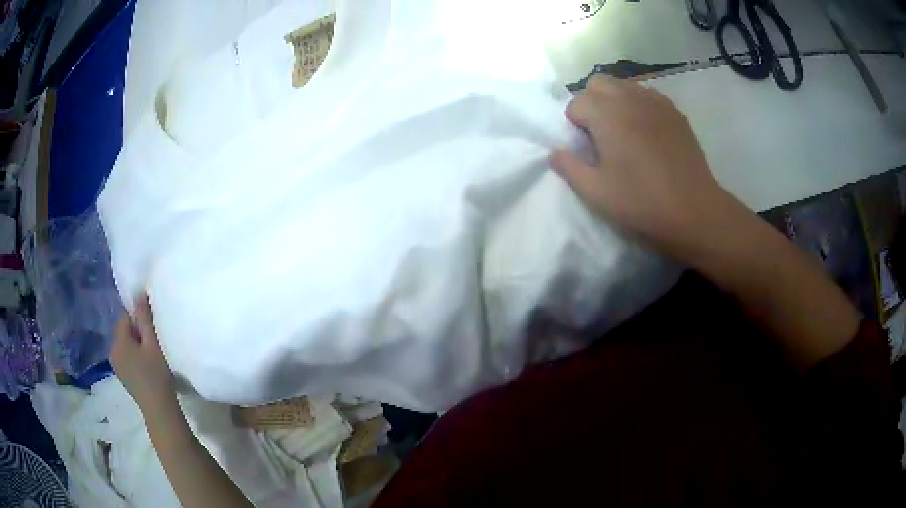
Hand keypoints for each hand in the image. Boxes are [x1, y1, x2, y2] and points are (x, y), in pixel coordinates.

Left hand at [111, 294, 177, 414]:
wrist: (159, 410)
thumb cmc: (157, 375)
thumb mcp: (153, 344)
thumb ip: (144, 318)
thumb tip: (138, 293)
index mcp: (118, 341)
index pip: (125, 317)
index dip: (138, 318)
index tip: (152, 328)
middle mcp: (113, 351)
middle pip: (124, 331)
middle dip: (137, 332)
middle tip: (154, 342)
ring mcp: (116, 366)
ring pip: (125, 345)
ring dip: (136, 346)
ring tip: (152, 356)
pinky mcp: (122, 376)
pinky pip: (126, 357)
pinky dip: (135, 357)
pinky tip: (147, 368)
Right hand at [551, 76, 743, 261]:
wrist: (694, 211)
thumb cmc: (642, 202)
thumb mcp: (595, 192)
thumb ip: (568, 167)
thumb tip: (556, 152)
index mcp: (607, 113)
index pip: (577, 103)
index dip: (576, 126)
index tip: (588, 150)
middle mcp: (630, 98)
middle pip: (599, 83)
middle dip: (592, 103)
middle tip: (602, 135)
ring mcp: (657, 102)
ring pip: (625, 86)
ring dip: (616, 102)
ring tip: (626, 133)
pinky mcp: (676, 113)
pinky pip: (649, 97)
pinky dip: (641, 108)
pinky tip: (649, 135)